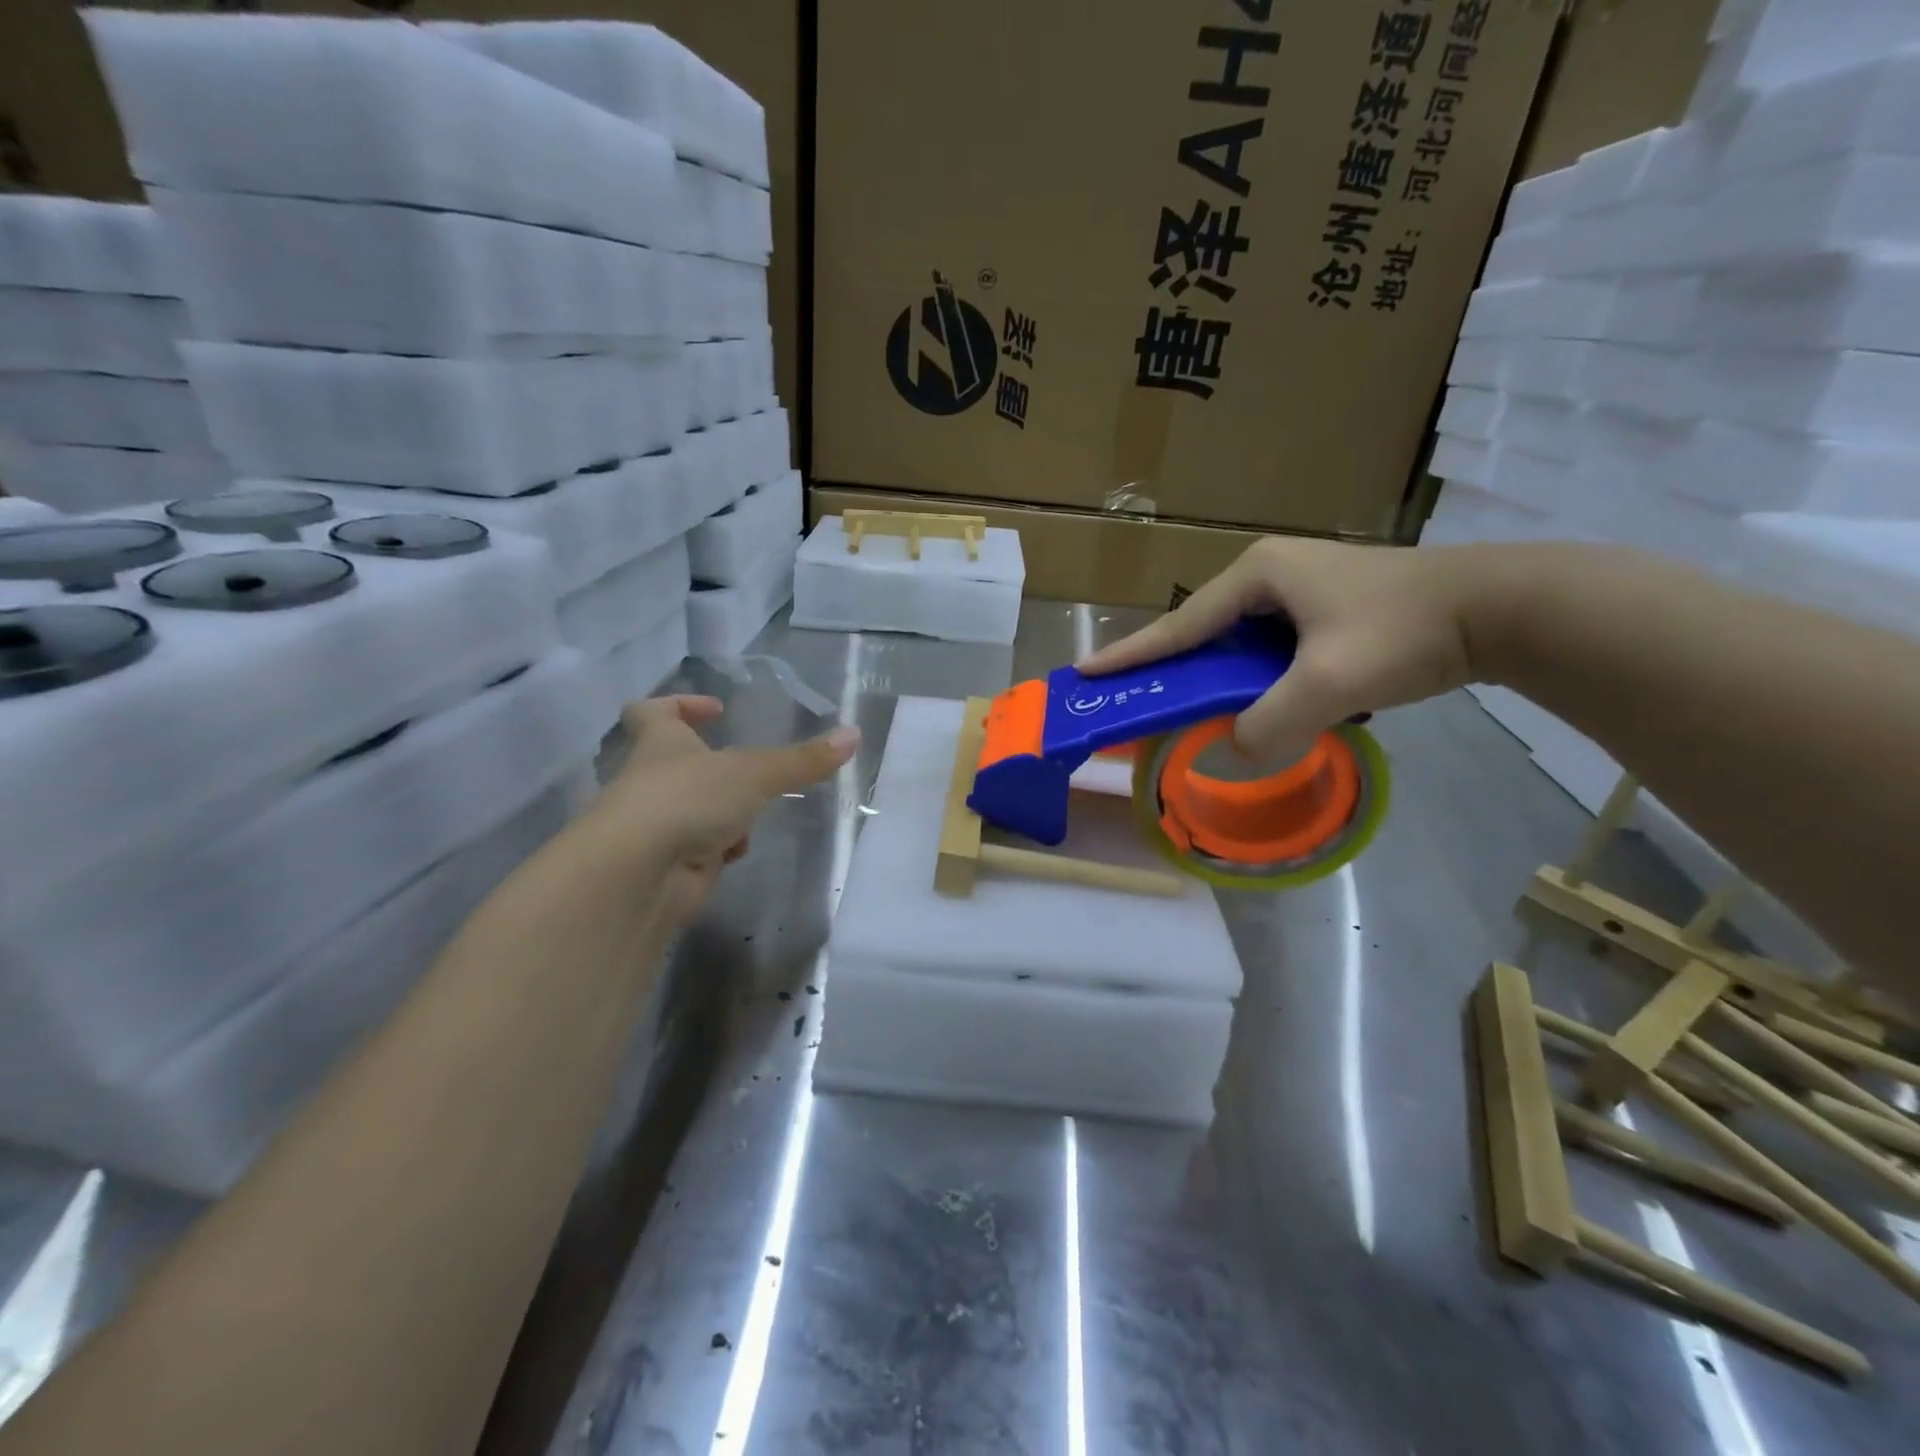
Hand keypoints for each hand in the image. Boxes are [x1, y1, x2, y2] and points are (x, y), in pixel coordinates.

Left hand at [591, 695, 859, 924]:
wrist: (638, 874)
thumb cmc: (687, 800)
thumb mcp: (754, 773)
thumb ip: (802, 760)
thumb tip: (854, 735)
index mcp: (660, 743)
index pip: (651, 711)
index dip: (679, 704)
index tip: (715, 709)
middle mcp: (653, 779)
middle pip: (678, 764)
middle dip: (716, 768)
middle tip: (752, 769)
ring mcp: (658, 823)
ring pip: (695, 808)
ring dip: (725, 811)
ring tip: (754, 814)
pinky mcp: (668, 863)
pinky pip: (701, 847)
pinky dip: (721, 848)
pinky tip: (736, 854)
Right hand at [1077, 537, 1482, 763]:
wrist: (1501, 609)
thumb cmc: (1405, 632)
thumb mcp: (1330, 685)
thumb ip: (1272, 724)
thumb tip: (1234, 752)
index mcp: (1258, 574)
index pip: (1180, 626)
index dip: (1131, 654)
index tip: (1085, 672)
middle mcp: (1271, 573)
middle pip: (1205, 632)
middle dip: (1174, 669)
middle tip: (1141, 700)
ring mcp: (1301, 588)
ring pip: (1240, 644)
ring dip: (1221, 678)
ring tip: (1198, 712)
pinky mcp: (1327, 608)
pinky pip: (1271, 649)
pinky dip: (1257, 679)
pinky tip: (1261, 703)